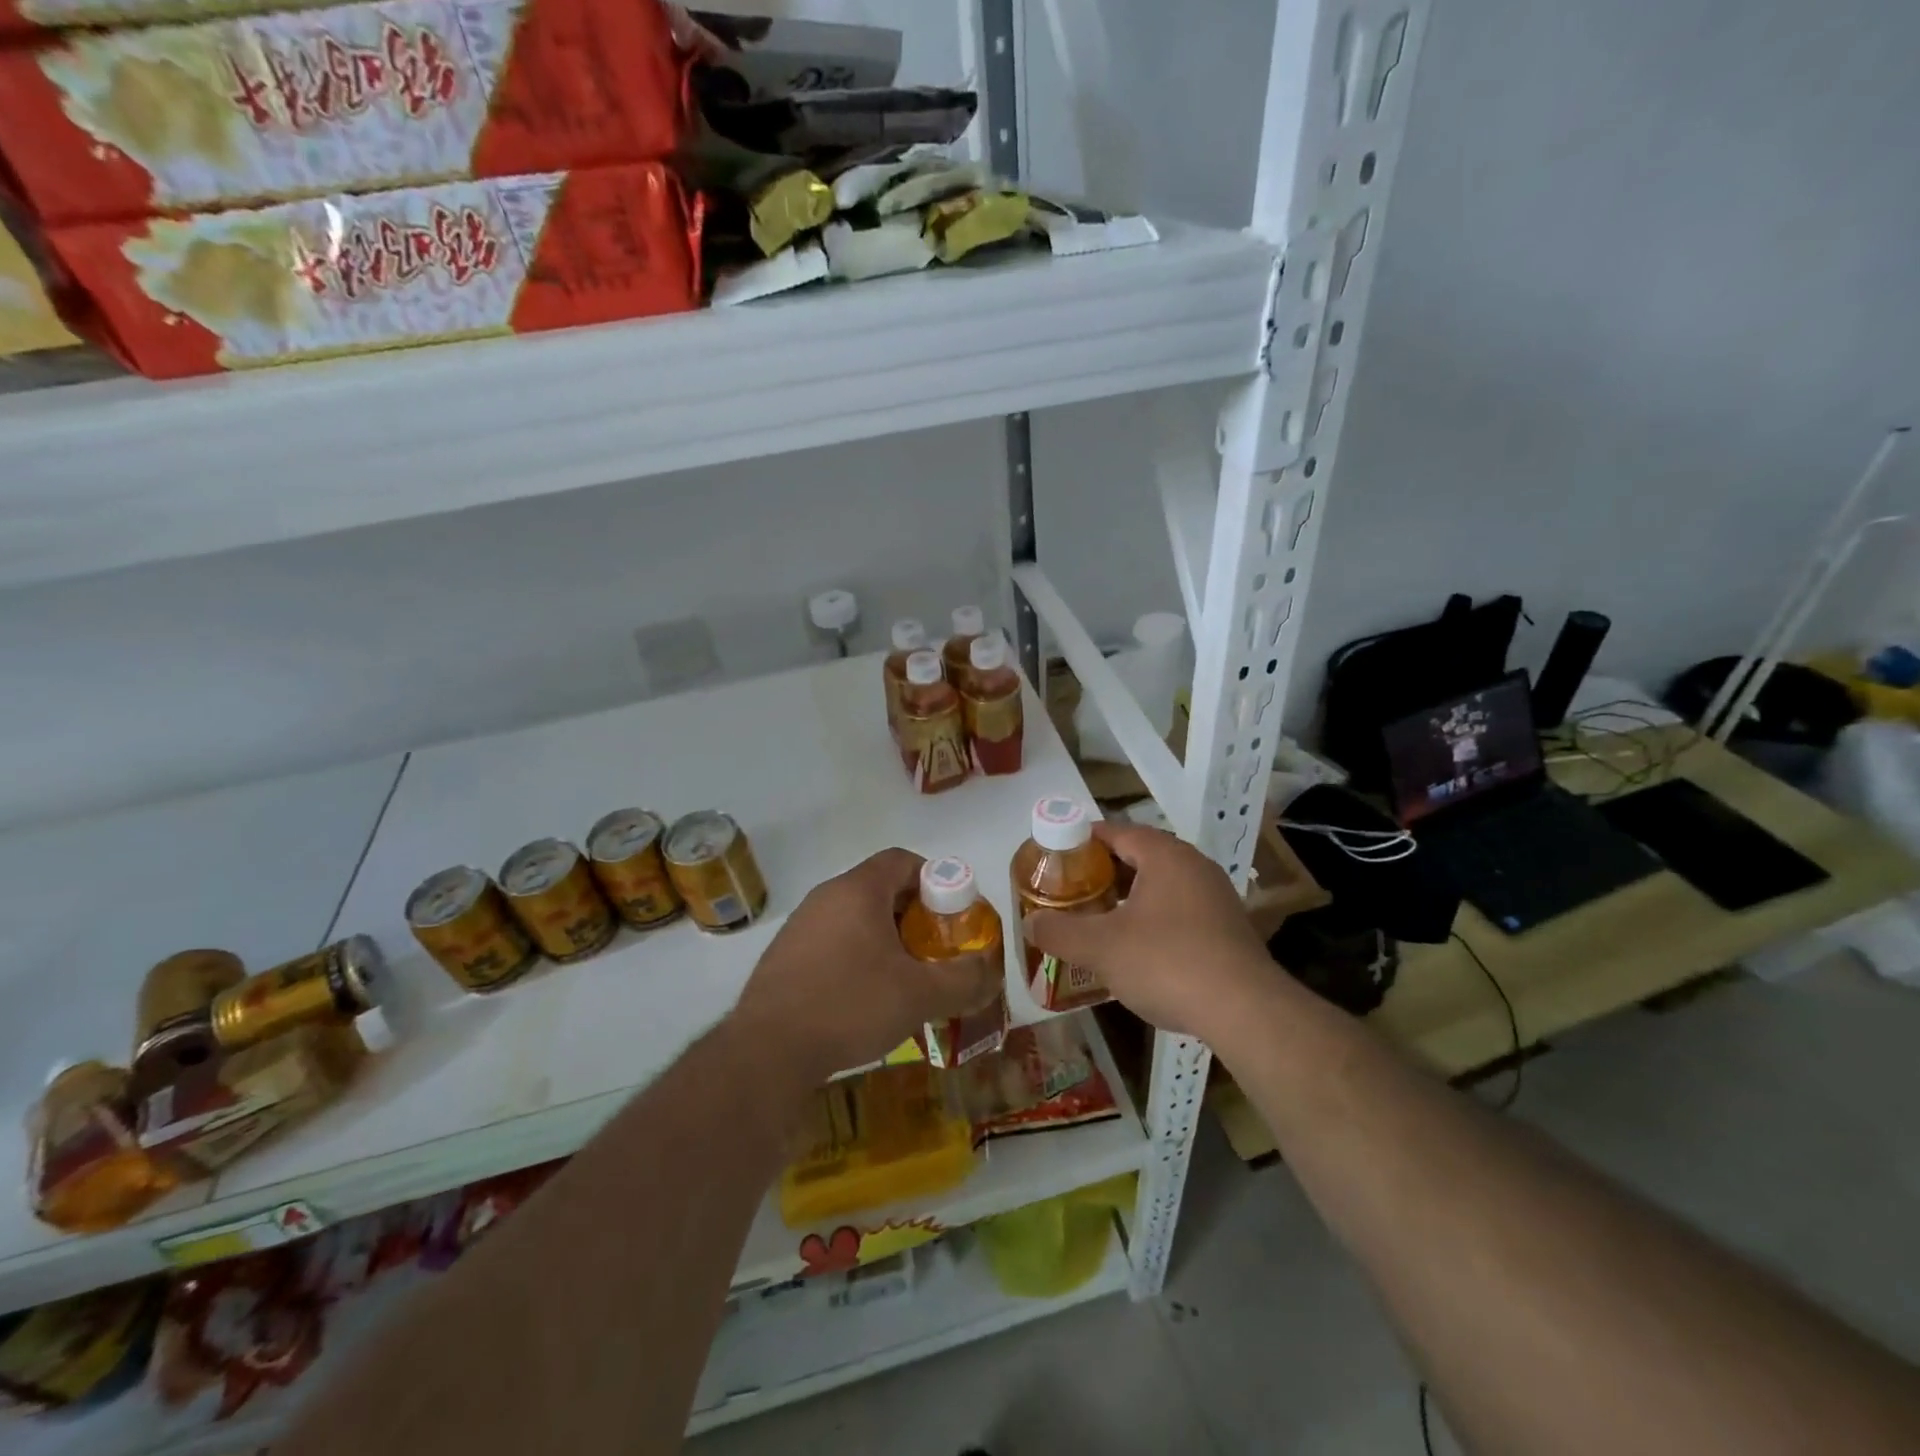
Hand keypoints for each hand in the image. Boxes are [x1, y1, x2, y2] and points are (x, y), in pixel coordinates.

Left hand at [733, 848, 1002, 1082]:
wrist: (767, 1051)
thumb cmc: (850, 1005)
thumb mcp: (919, 995)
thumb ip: (963, 979)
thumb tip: (989, 972)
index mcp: (858, 890)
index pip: (902, 860)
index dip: (934, 879)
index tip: (952, 914)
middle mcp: (826, 897)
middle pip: (880, 889)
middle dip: (914, 916)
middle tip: (935, 951)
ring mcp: (800, 926)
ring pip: (854, 918)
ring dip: (885, 939)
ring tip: (903, 978)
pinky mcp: (784, 957)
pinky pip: (831, 942)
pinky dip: (855, 957)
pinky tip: (863, 998)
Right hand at [1023, 822, 1273, 1037]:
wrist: (1245, 1011)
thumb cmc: (1167, 962)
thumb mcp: (1101, 947)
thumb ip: (1060, 932)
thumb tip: (1030, 925)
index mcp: (1165, 855)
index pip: (1116, 832)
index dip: (1082, 840)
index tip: (1056, 856)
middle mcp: (1194, 866)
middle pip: (1139, 857)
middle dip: (1103, 872)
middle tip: (1071, 890)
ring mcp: (1216, 897)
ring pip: (1161, 886)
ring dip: (1129, 898)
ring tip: (1098, 918)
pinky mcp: (1227, 929)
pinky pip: (1179, 911)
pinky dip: (1153, 919)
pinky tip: (1136, 948)